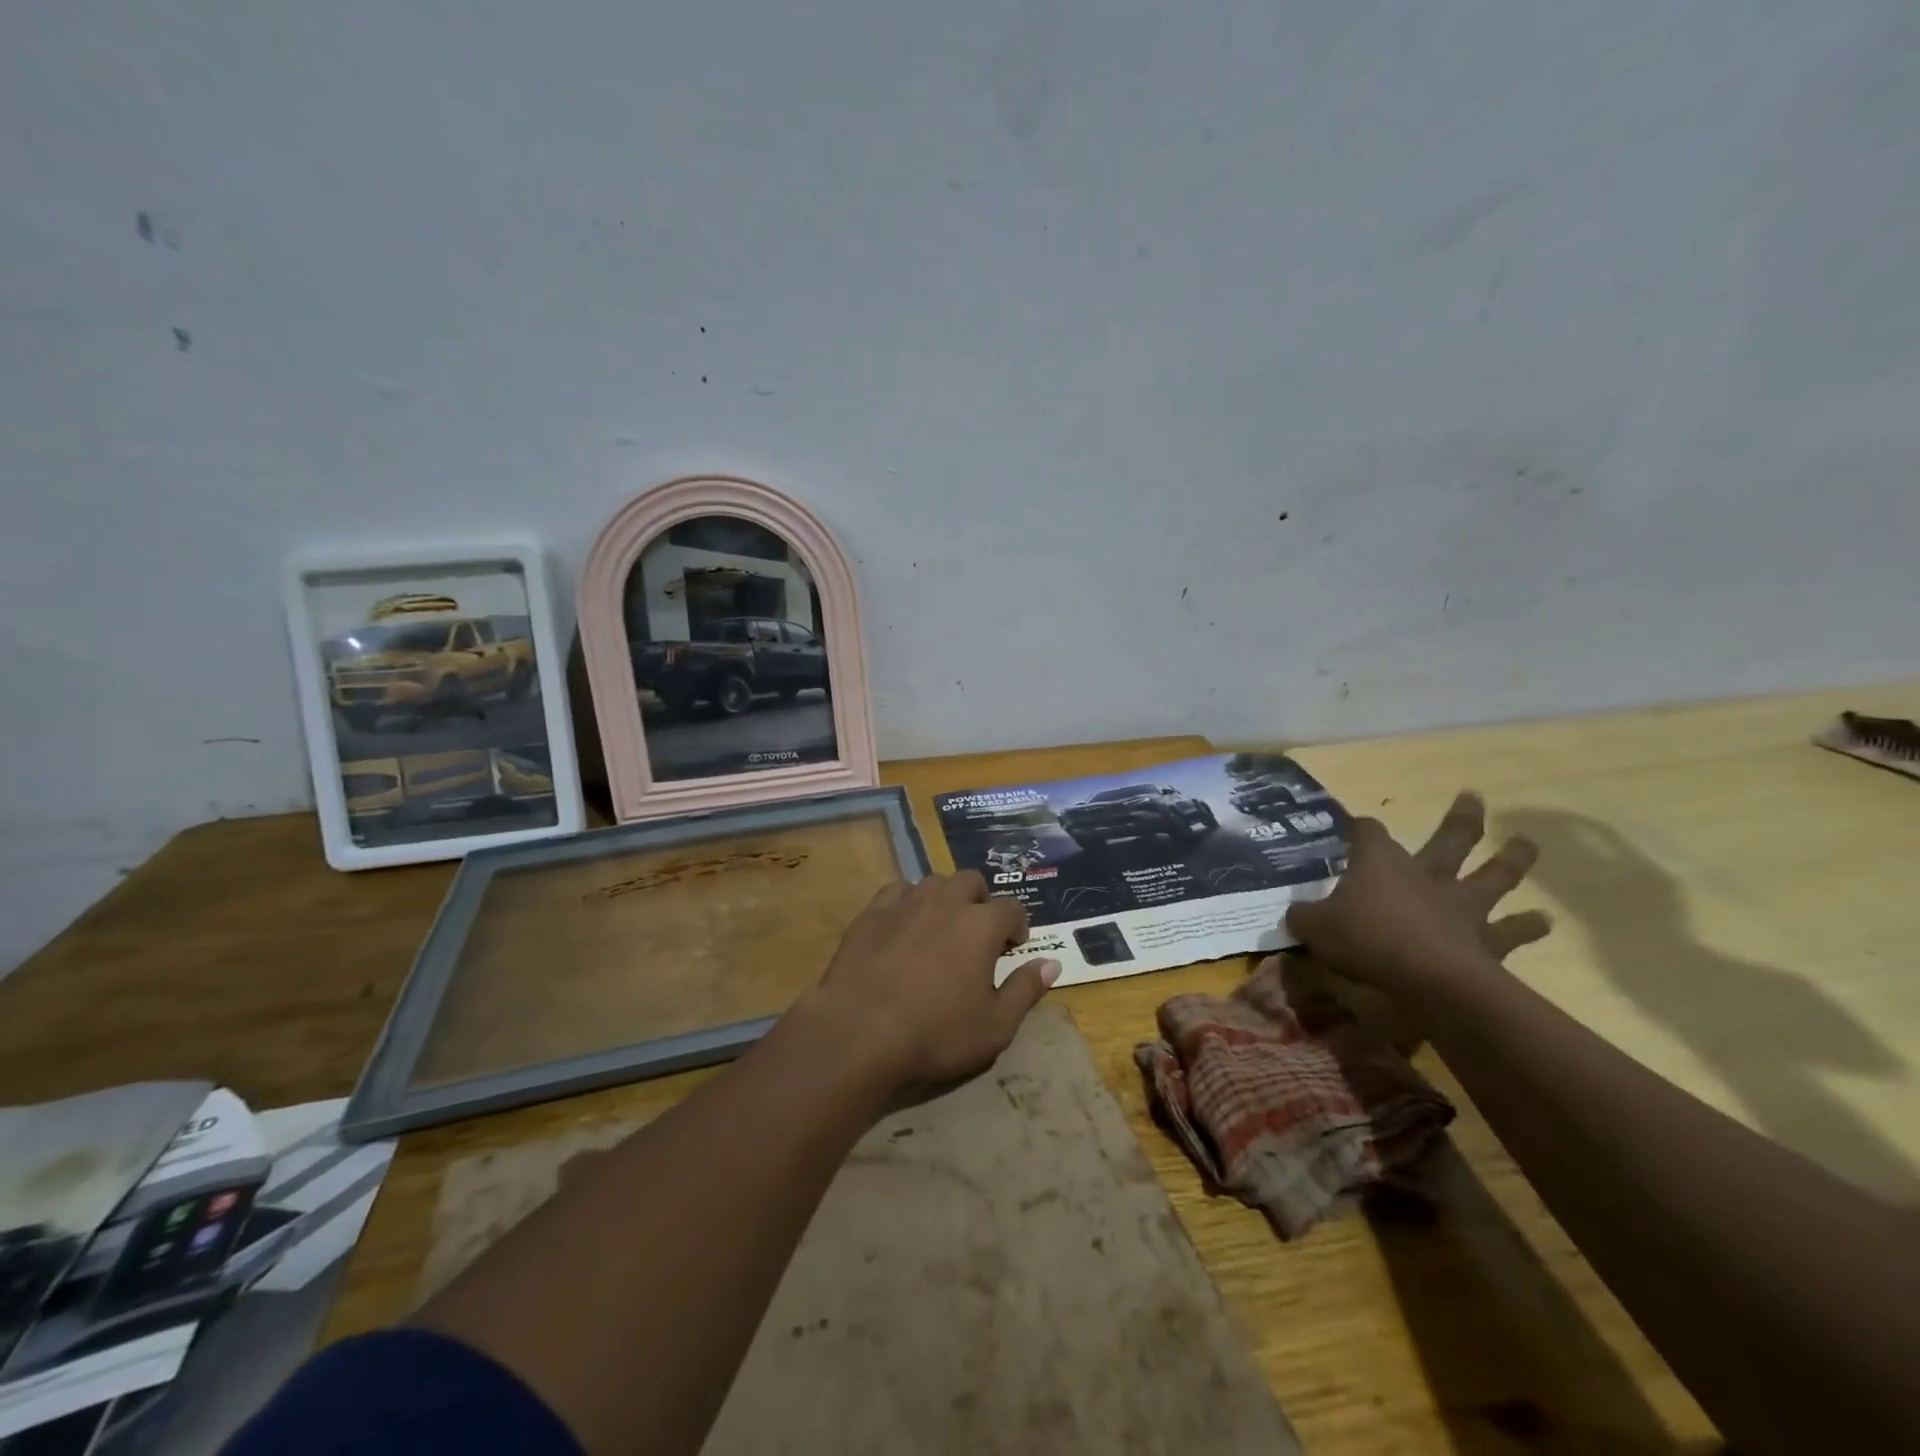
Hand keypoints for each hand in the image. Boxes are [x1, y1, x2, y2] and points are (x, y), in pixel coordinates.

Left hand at [804, 871, 1060, 1098]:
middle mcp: (945, 901)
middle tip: (977, 935)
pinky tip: (903, 927)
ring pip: (934, 882)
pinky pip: (897, 892)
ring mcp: (905, 902)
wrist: (858, 1032)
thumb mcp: (995, 1026)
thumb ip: (1026, 990)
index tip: (1012, 948)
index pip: (1012, 908)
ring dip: (945, 898)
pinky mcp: (871, 912)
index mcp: (981, 924)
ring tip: (941, 929)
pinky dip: (908, 903)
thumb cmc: (935, 1033)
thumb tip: (1052, 963)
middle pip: (971, 881)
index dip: (1016, 926)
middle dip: (980, 902)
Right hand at [1286, 792, 1550, 999]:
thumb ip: (1303, 916)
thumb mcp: (1314, 927)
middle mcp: (1426, 874)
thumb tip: (1294, 913)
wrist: (1428, 977)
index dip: (1360, 828)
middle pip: (1449, 838)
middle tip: (1473, 797)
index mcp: (1381, 864)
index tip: (1354, 825)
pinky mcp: (1485, 939)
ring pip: (1492, 874)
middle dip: (1461, 818)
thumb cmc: (1365, 939)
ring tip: (1526, 844)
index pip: (1368, 833)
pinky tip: (1543, 921)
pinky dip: (1526, 925)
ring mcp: (1461, 904)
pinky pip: (1510, 930)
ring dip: (1511, 859)